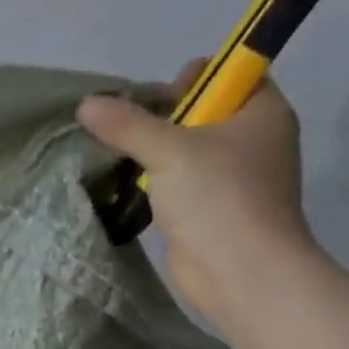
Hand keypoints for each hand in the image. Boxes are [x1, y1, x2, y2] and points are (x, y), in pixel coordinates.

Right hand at [79, 62, 315, 330]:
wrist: (242, 274)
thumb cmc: (218, 198)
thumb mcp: (168, 150)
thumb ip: (126, 124)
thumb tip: (86, 104)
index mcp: (262, 112)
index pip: (232, 74)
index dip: (194, 77)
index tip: (157, 95)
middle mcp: (253, 140)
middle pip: (201, 110)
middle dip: (160, 115)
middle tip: (125, 127)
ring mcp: (232, 176)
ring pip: (185, 147)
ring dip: (151, 149)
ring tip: (115, 152)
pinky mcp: (210, 207)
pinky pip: (177, 179)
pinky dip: (153, 178)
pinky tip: (125, 182)